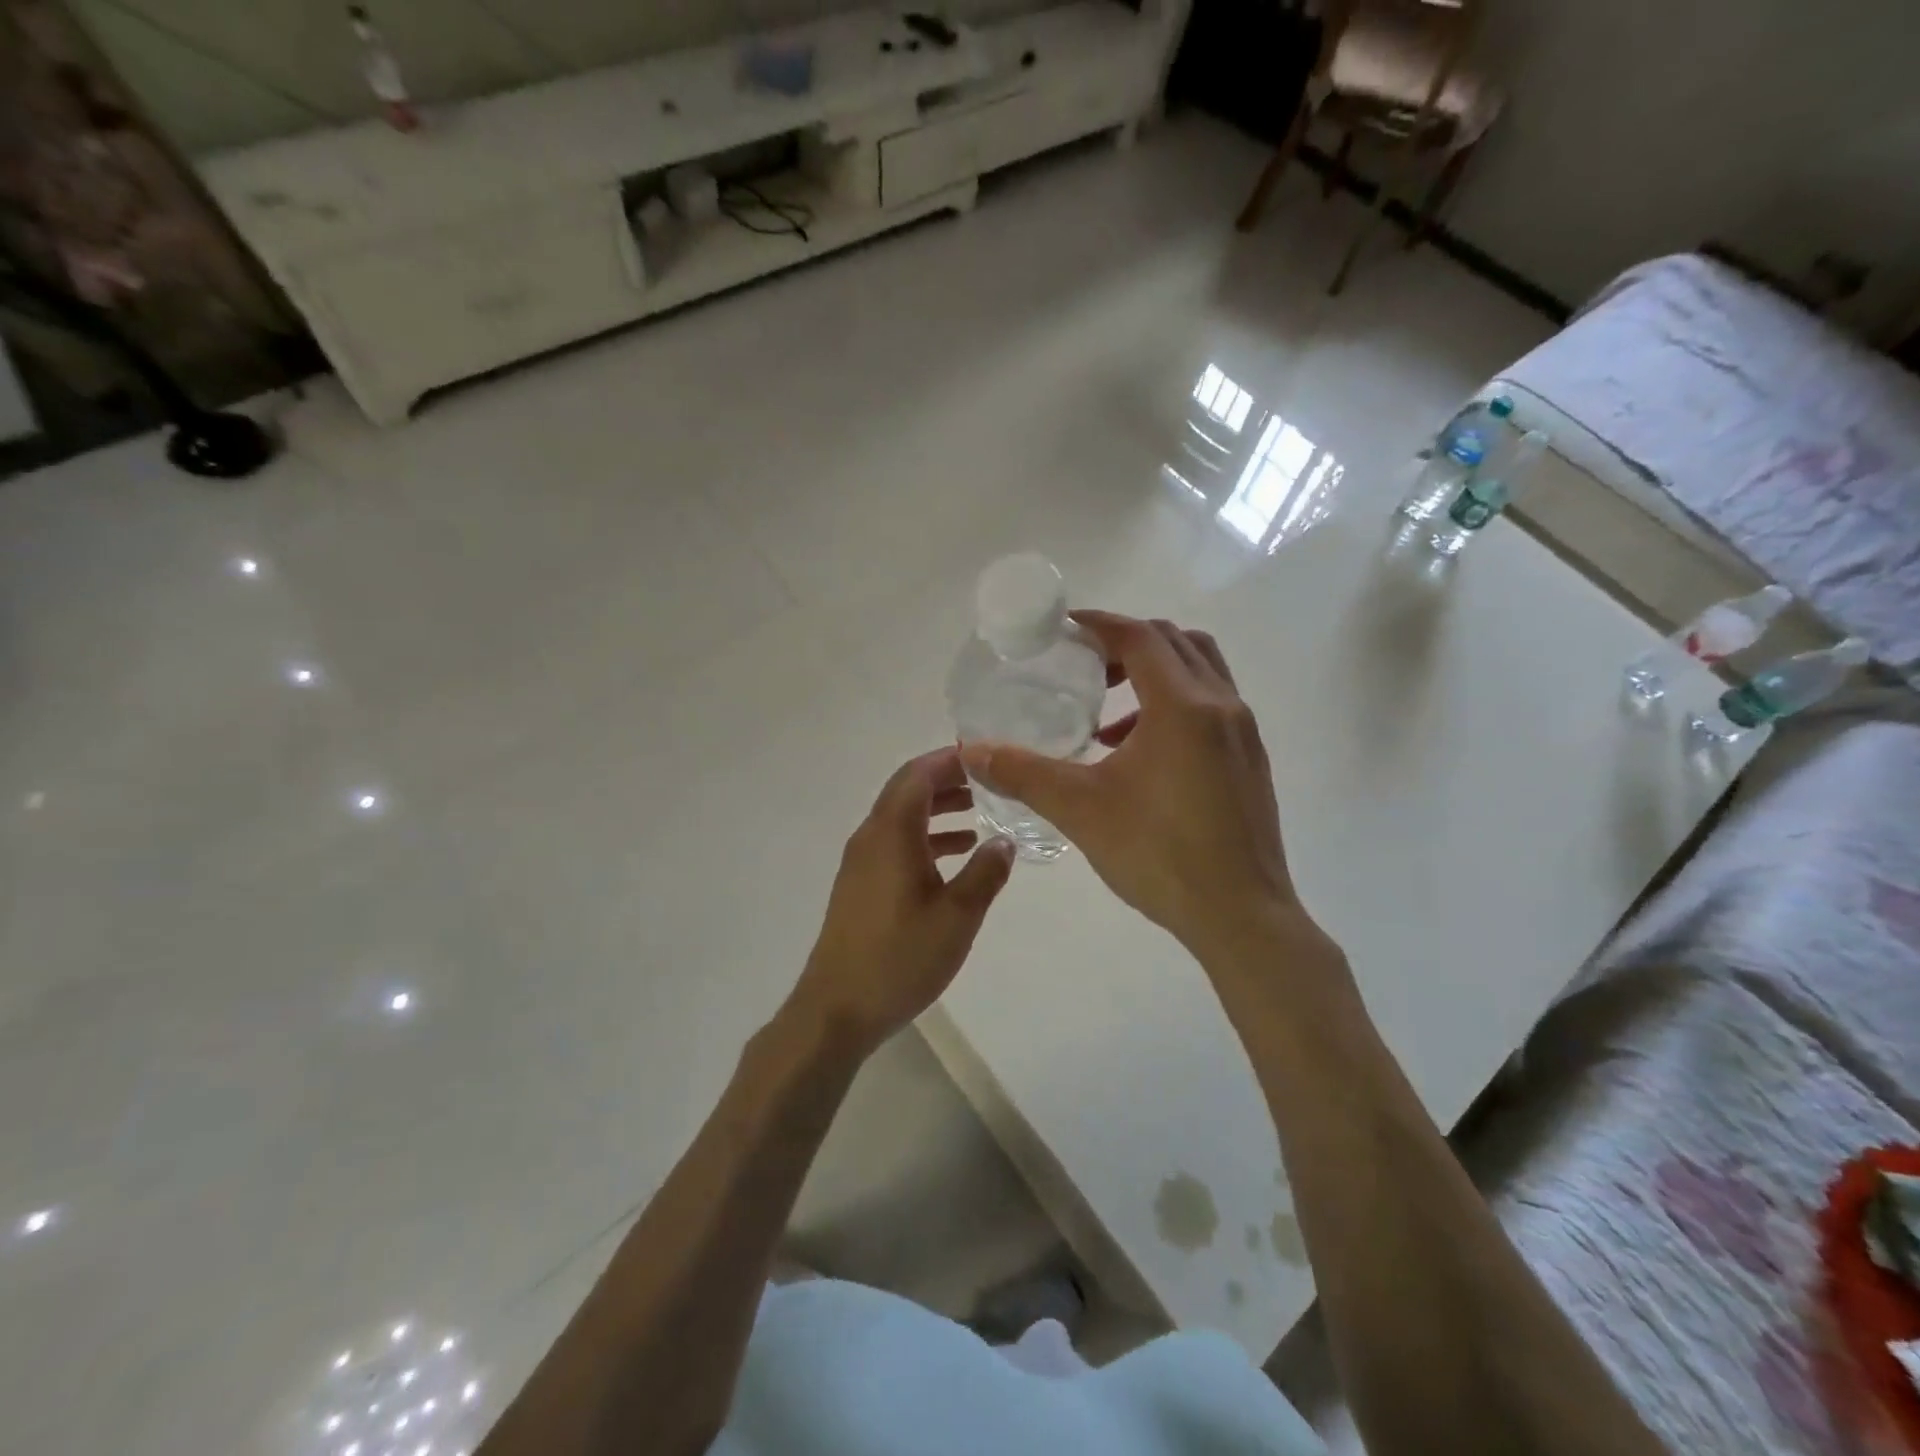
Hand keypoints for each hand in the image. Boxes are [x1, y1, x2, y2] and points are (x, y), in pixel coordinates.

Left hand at [788, 747, 1015, 1054]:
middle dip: (946, 780)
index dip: (950, 760)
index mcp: (891, 833)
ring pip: (901, 817)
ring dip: (937, 809)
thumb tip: (1005, 841)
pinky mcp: (860, 884)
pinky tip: (955, 856)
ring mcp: (861, 861)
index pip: (918, 774)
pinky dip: (925, 837)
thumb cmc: (900, 957)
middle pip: (907, 790)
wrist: (837, 1008)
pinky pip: (895, 843)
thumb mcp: (957, 916)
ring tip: (979, 814)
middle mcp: (871, 836)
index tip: (985, 757)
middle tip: (988, 782)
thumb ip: (986, 873)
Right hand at [960, 612, 1305, 962]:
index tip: (1064, 629)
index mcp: (1183, 706)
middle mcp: (1222, 706)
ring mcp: (1244, 733)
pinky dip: (1173, 706)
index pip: (1140, 637)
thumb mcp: (1081, 810)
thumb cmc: (1160, 854)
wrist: (1241, 916)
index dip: (1100, 624)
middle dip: (1126, 644)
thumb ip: (1024, 773)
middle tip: (1084, 668)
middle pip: (1175, 643)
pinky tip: (1139, 757)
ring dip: (1153, 675)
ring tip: (1108, 720)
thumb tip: (973, 751)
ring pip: (1200, 672)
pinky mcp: (1251, 761)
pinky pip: (1212, 706)